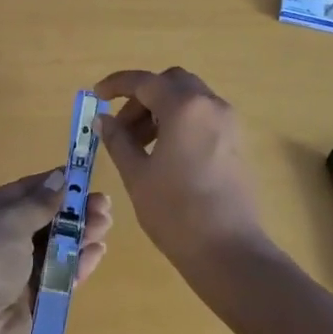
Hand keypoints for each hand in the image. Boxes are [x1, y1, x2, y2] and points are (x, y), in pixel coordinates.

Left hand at [0, 170, 112, 333]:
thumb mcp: (10, 221)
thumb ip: (40, 202)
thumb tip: (59, 177)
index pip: (24, 191)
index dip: (54, 184)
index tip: (84, 178)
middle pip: (43, 218)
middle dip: (73, 210)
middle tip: (104, 205)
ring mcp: (14, 271)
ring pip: (54, 246)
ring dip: (80, 234)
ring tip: (106, 225)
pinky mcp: (31, 299)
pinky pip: (58, 275)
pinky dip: (77, 262)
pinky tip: (97, 252)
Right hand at [94, 67, 268, 277]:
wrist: (230, 252)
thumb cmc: (176, 212)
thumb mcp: (137, 175)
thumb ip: (118, 140)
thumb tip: (103, 119)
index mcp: (184, 107)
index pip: (144, 81)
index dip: (116, 85)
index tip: (96, 96)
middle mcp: (210, 104)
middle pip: (170, 83)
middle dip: (142, 97)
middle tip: (121, 126)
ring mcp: (228, 122)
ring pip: (188, 99)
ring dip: (160, 110)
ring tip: (138, 145)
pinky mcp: (236, 142)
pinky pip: (202, 116)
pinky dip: (180, 121)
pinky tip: (163, 153)